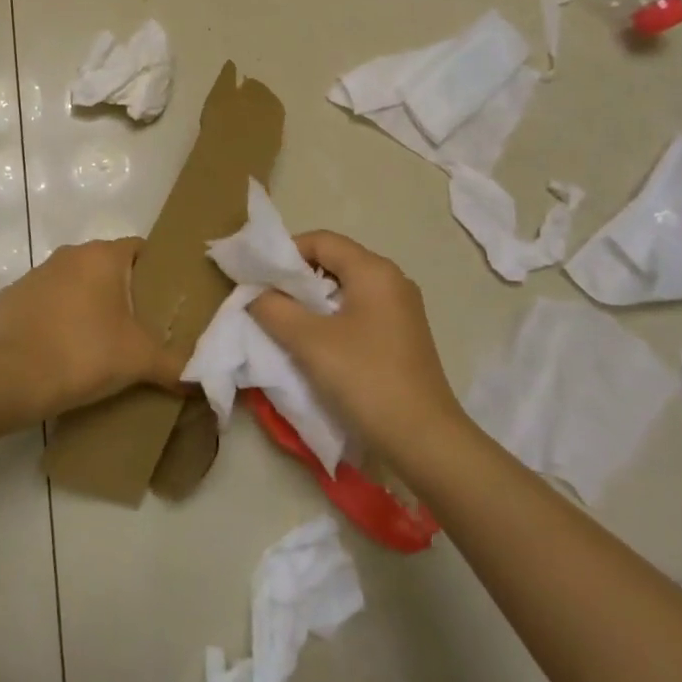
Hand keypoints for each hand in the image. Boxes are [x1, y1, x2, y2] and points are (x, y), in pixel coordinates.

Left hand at [0, 238, 186, 420]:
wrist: (15, 377)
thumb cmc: (85, 354)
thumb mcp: (139, 361)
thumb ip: (175, 366)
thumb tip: (201, 380)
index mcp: (102, 257)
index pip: (138, 249)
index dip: (153, 271)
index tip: (162, 300)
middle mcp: (68, 255)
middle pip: (104, 266)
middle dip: (119, 291)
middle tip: (134, 326)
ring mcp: (35, 274)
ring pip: (71, 283)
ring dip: (83, 303)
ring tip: (95, 342)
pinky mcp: (10, 298)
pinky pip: (41, 303)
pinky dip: (51, 319)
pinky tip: (57, 350)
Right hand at [249, 231, 462, 467]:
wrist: (424, 442)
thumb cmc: (366, 379)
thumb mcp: (309, 342)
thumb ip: (275, 310)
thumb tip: (256, 294)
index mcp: (374, 271)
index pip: (321, 240)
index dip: (286, 252)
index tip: (259, 276)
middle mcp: (392, 281)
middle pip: (335, 261)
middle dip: (297, 278)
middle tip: (266, 299)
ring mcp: (401, 310)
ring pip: (346, 289)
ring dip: (313, 301)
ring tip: (285, 323)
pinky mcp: (403, 336)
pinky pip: (360, 312)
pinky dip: (333, 318)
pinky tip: (316, 344)